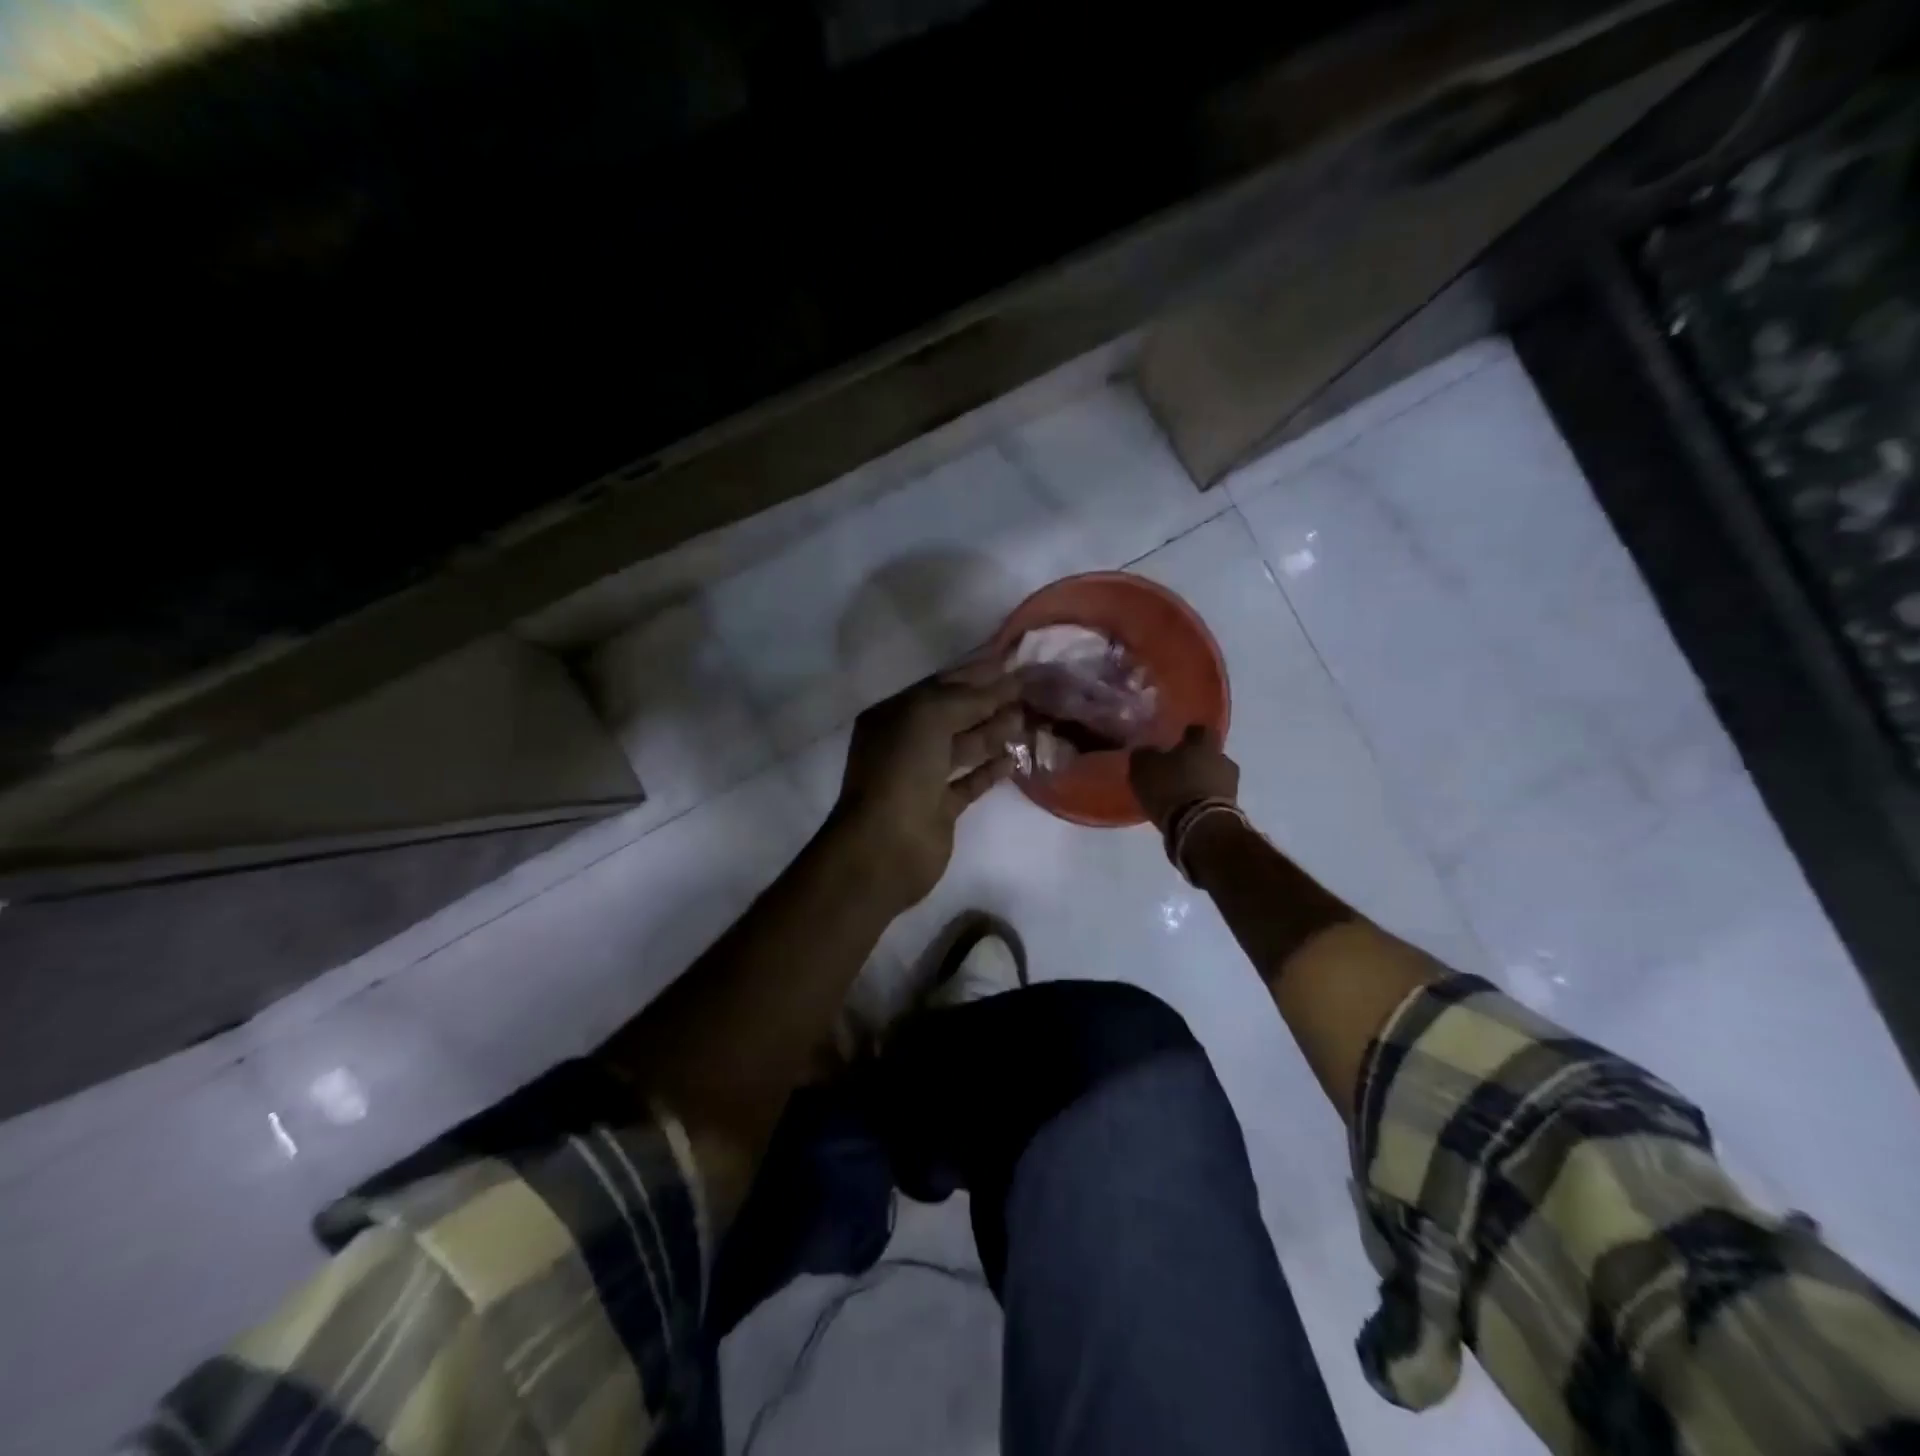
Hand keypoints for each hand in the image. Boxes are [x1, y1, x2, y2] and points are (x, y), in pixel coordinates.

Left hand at [829, 663, 1023, 909]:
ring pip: (964, 747)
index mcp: (894, 715)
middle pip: (954, 715)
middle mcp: (905, 743)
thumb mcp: (929, 717)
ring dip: (994, 732)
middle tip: (1030, 690)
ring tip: (1028, 718)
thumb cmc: (901, 770)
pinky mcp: (940, 808)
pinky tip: (1016, 758)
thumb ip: (968, 697)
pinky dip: (991, 770)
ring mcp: (922, 777)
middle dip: (989, 702)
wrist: (886, 845)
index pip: (940, 686)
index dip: (975, 674)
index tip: (1012, 663)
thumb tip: (1006, 681)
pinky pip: (970, 782)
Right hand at [1129, 724, 1238, 831]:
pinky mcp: (1231, 810)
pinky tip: (1188, 808)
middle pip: (1209, 755)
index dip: (1187, 734)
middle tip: (1177, 769)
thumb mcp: (1145, 767)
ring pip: (1214, 777)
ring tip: (1181, 793)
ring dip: (1201, 782)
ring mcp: (1231, 786)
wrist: (1200, 827)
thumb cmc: (1172, 788)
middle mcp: (1222, 760)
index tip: (1177, 740)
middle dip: (1195, 760)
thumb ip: (1144, 755)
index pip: (1198, 730)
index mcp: (1203, 743)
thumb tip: (1145, 751)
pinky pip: (1214, 799)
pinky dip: (1203, 801)